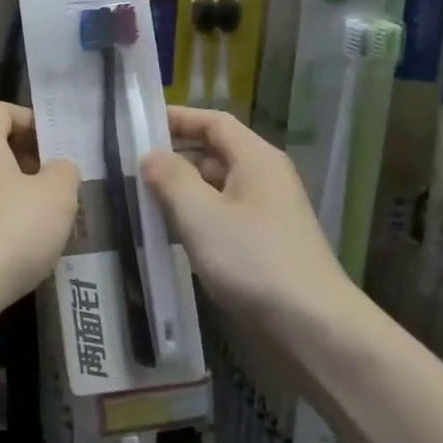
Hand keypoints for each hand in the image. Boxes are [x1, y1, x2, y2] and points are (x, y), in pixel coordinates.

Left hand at [0, 102, 78, 355]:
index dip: (32, 120)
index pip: (1, 111)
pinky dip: (5, 220)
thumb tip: (58, 168)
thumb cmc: (9, 232)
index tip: (57, 146)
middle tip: (62, 184)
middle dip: (31, 160)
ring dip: (21, 194)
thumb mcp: (56, 196)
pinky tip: (28, 246)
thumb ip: (65, 172)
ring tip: (52, 218)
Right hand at [140, 107, 360, 331]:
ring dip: (181, 188)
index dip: (177, 118)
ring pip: (216, 186)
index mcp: (256, 158)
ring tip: (140, 197)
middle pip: (214, 152)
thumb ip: (170, 178)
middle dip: (174, 155)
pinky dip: (195, 215)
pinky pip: (222, 214)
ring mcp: (267, 211)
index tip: (138, 123)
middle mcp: (264, 177)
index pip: (213, 121)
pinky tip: (169, 232)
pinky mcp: (264, 242)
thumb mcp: (200, 214)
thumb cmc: (253, 259)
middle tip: (130, 165)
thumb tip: (150, 156)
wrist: (312, 324)